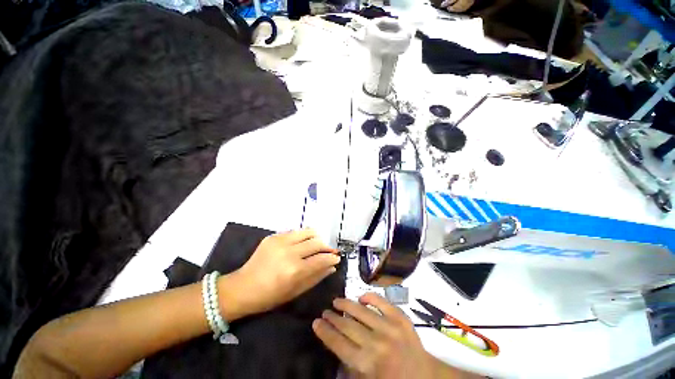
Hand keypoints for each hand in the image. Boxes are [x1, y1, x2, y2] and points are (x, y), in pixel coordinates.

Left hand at [230, 229, 339, 317]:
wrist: (243, 287)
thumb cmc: (270, 296)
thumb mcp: (296, 291)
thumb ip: (316, 277)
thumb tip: (332, 266)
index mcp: (294, 270)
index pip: (321, 259)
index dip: (332, 257)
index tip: (337, 258)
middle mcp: (289, 252)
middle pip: (317, 242)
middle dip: (326, 247)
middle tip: (327, 252)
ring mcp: (280, 241)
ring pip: (308, 232)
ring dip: (316, 238)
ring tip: (316, 245)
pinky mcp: (274, 236)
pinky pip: (295, 232)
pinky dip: (303, 237)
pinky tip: (301, 244)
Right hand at [312, 293, 436, 378]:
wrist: (425, 377)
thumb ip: (350, 366)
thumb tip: (336, 342)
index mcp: (367, 364)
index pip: (338, 344)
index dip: (325, 332)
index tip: (316, 322)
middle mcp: (376, 343)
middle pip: (347, 325)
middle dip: (333, 318)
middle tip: (325, 311)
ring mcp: (390, 327)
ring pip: (361, 310)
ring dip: (346, 304)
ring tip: (337, 301)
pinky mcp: (401, 318)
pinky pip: (381, 302)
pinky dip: (370, 297)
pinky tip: (361, 297)